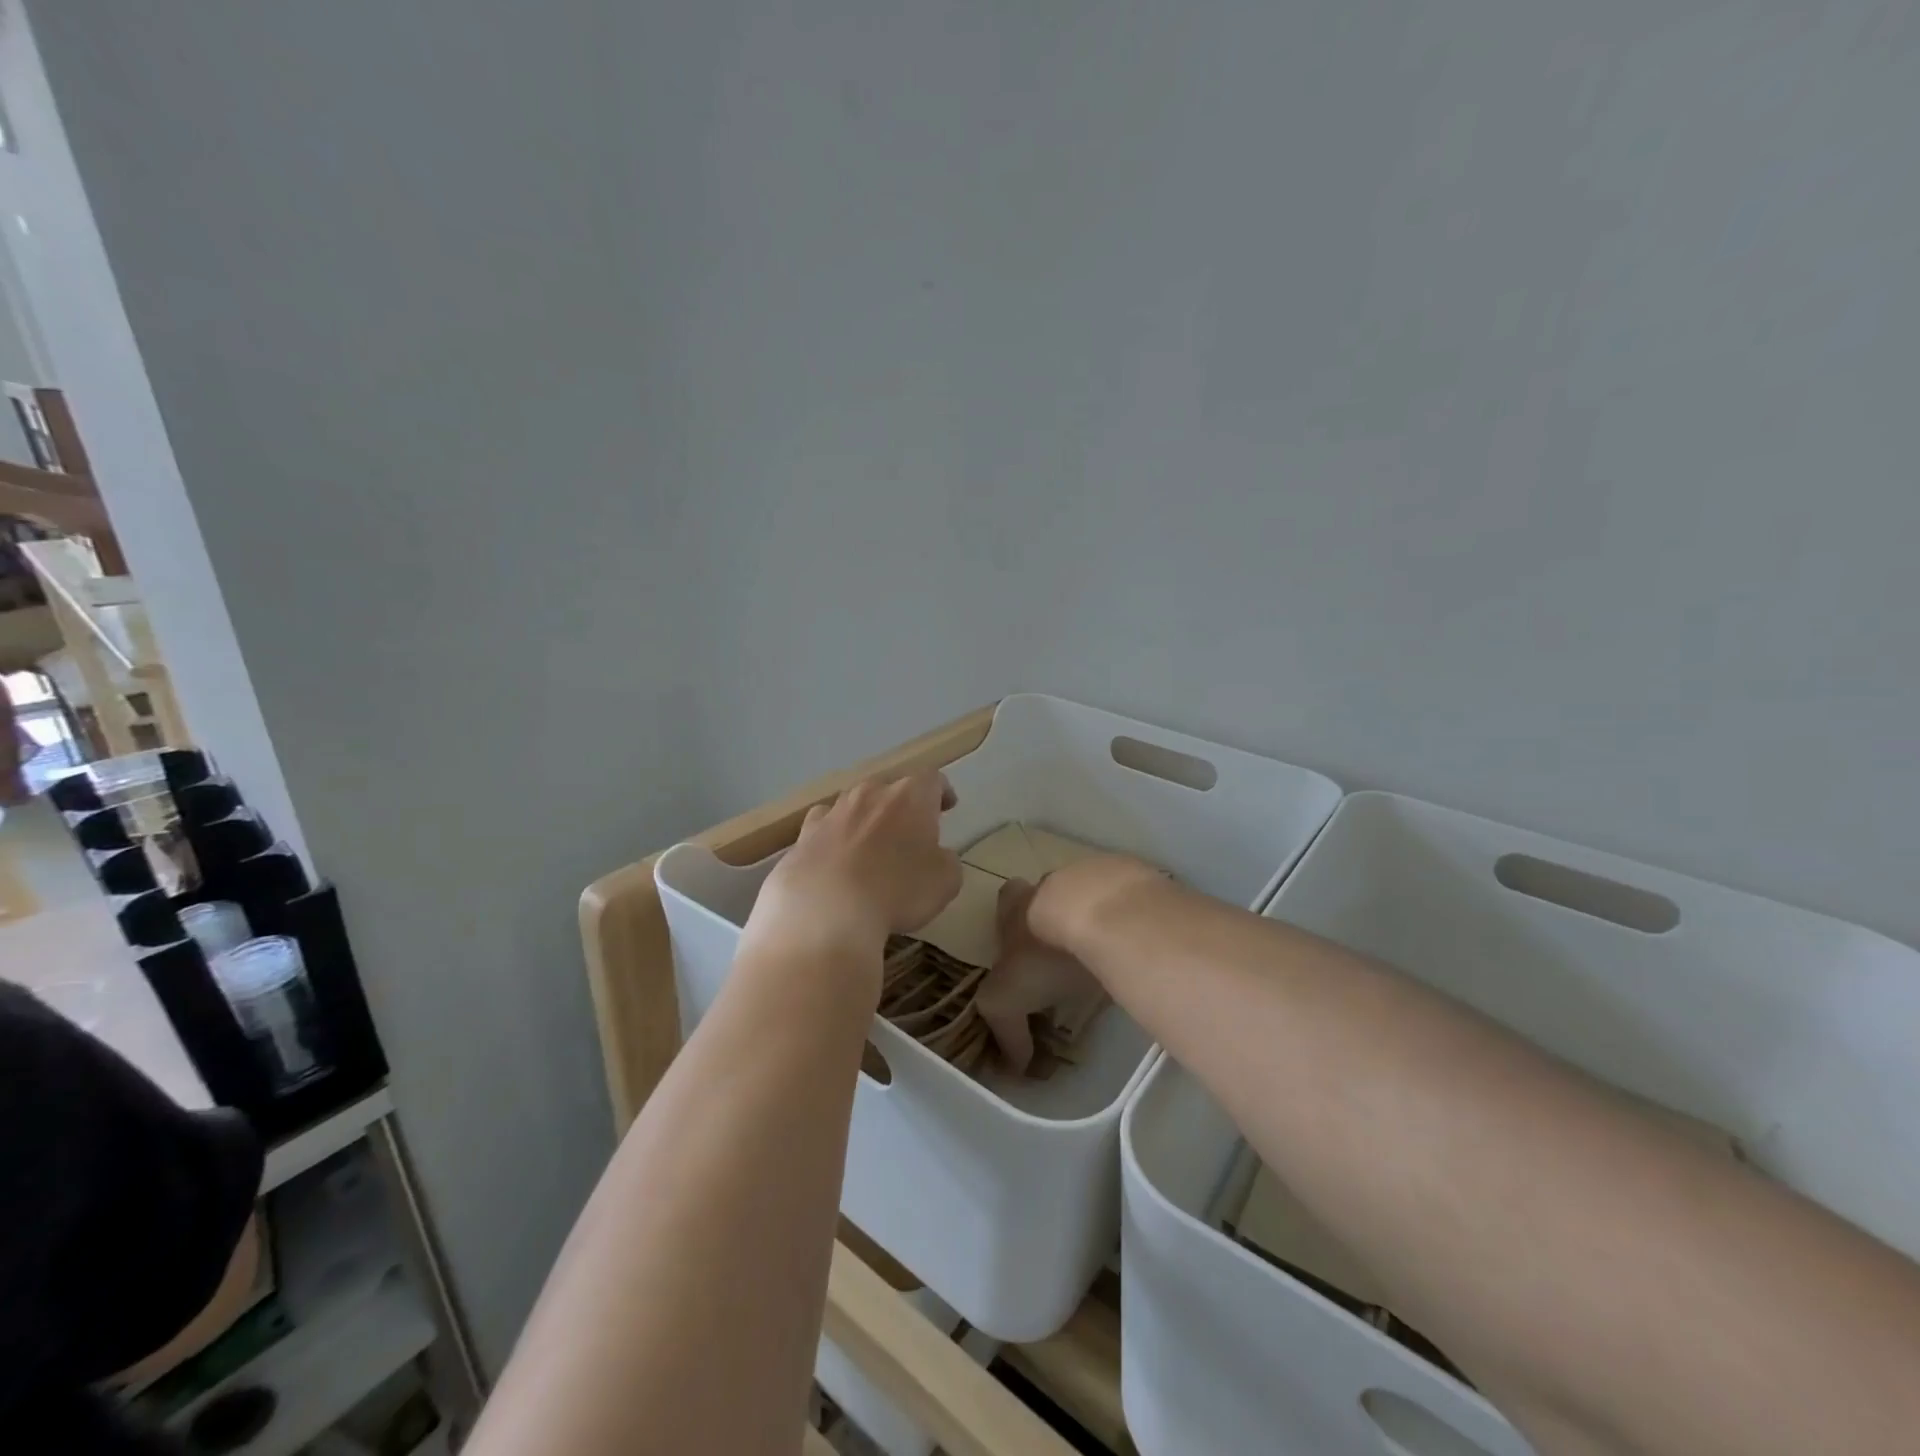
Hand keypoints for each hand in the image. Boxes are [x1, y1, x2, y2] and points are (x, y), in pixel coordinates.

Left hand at [746, 770, 962, 966]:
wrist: (825, 912)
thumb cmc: (897, 891)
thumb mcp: (945, 882)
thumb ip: (946, 861)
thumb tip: (937, 856)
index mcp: (910, 797)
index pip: (931, 779)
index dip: (941, 791)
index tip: (947, 806)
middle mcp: (870, 794)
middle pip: (890, 789)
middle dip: (902, 806)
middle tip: (911, 831)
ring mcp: (833, 812)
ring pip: (855, 804)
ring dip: (866, 819)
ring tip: (871, 846)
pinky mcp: (803, 835)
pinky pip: (823, 827)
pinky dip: (832, 837)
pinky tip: (834, 857)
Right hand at [977, 856, 1165, 1072]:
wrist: (1103, 913)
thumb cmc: (1045, 952)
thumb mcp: (1007, 997)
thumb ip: (1006, 1031)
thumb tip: (1015, 1066)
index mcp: (1017, 905)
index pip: (1006, 901)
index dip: (1011, 920)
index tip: (1022, 948)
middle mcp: (1053, 883)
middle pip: (1049, 894)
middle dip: (1056, 919)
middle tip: (1069, 957)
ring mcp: (1097, 877)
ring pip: (1092, 897)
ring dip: (1099, 921)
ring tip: (1112, 958)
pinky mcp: (1136, 881)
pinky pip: (1132, 903)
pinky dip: (1134, 923)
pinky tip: (1141, 950)